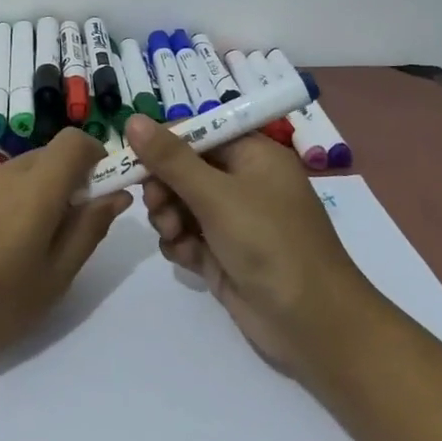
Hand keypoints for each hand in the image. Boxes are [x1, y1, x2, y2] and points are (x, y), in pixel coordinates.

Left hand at [0, 128, 129, 379]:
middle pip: (46, 156)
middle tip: (66, 229)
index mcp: (34, 191)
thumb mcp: (54, 278)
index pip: (74, 141)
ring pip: (16, 172)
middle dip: (67, 179)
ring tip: (24, 246)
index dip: (95, 155)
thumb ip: (88, 230)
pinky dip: (4, 203)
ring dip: (35, 192)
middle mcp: (1, 176)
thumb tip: (116, 195)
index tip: (100, 191)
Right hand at [125, 113, 370, 378]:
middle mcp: (244, 183)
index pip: (199, 134)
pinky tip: (185, 256)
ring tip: (172, 234)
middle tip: (155, 205)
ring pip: (181, 205)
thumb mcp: (216, 195)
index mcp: (253, 155)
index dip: (165, 144)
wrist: (310, 321)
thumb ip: (170, 159)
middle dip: (164, 187)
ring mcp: (234, 221)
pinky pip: (188, 236)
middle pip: (185, 170)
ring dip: (168, 217)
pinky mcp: (224, 254)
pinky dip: (180, 243)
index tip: (134, 159)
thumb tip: (131, 119)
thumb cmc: (268, 242)